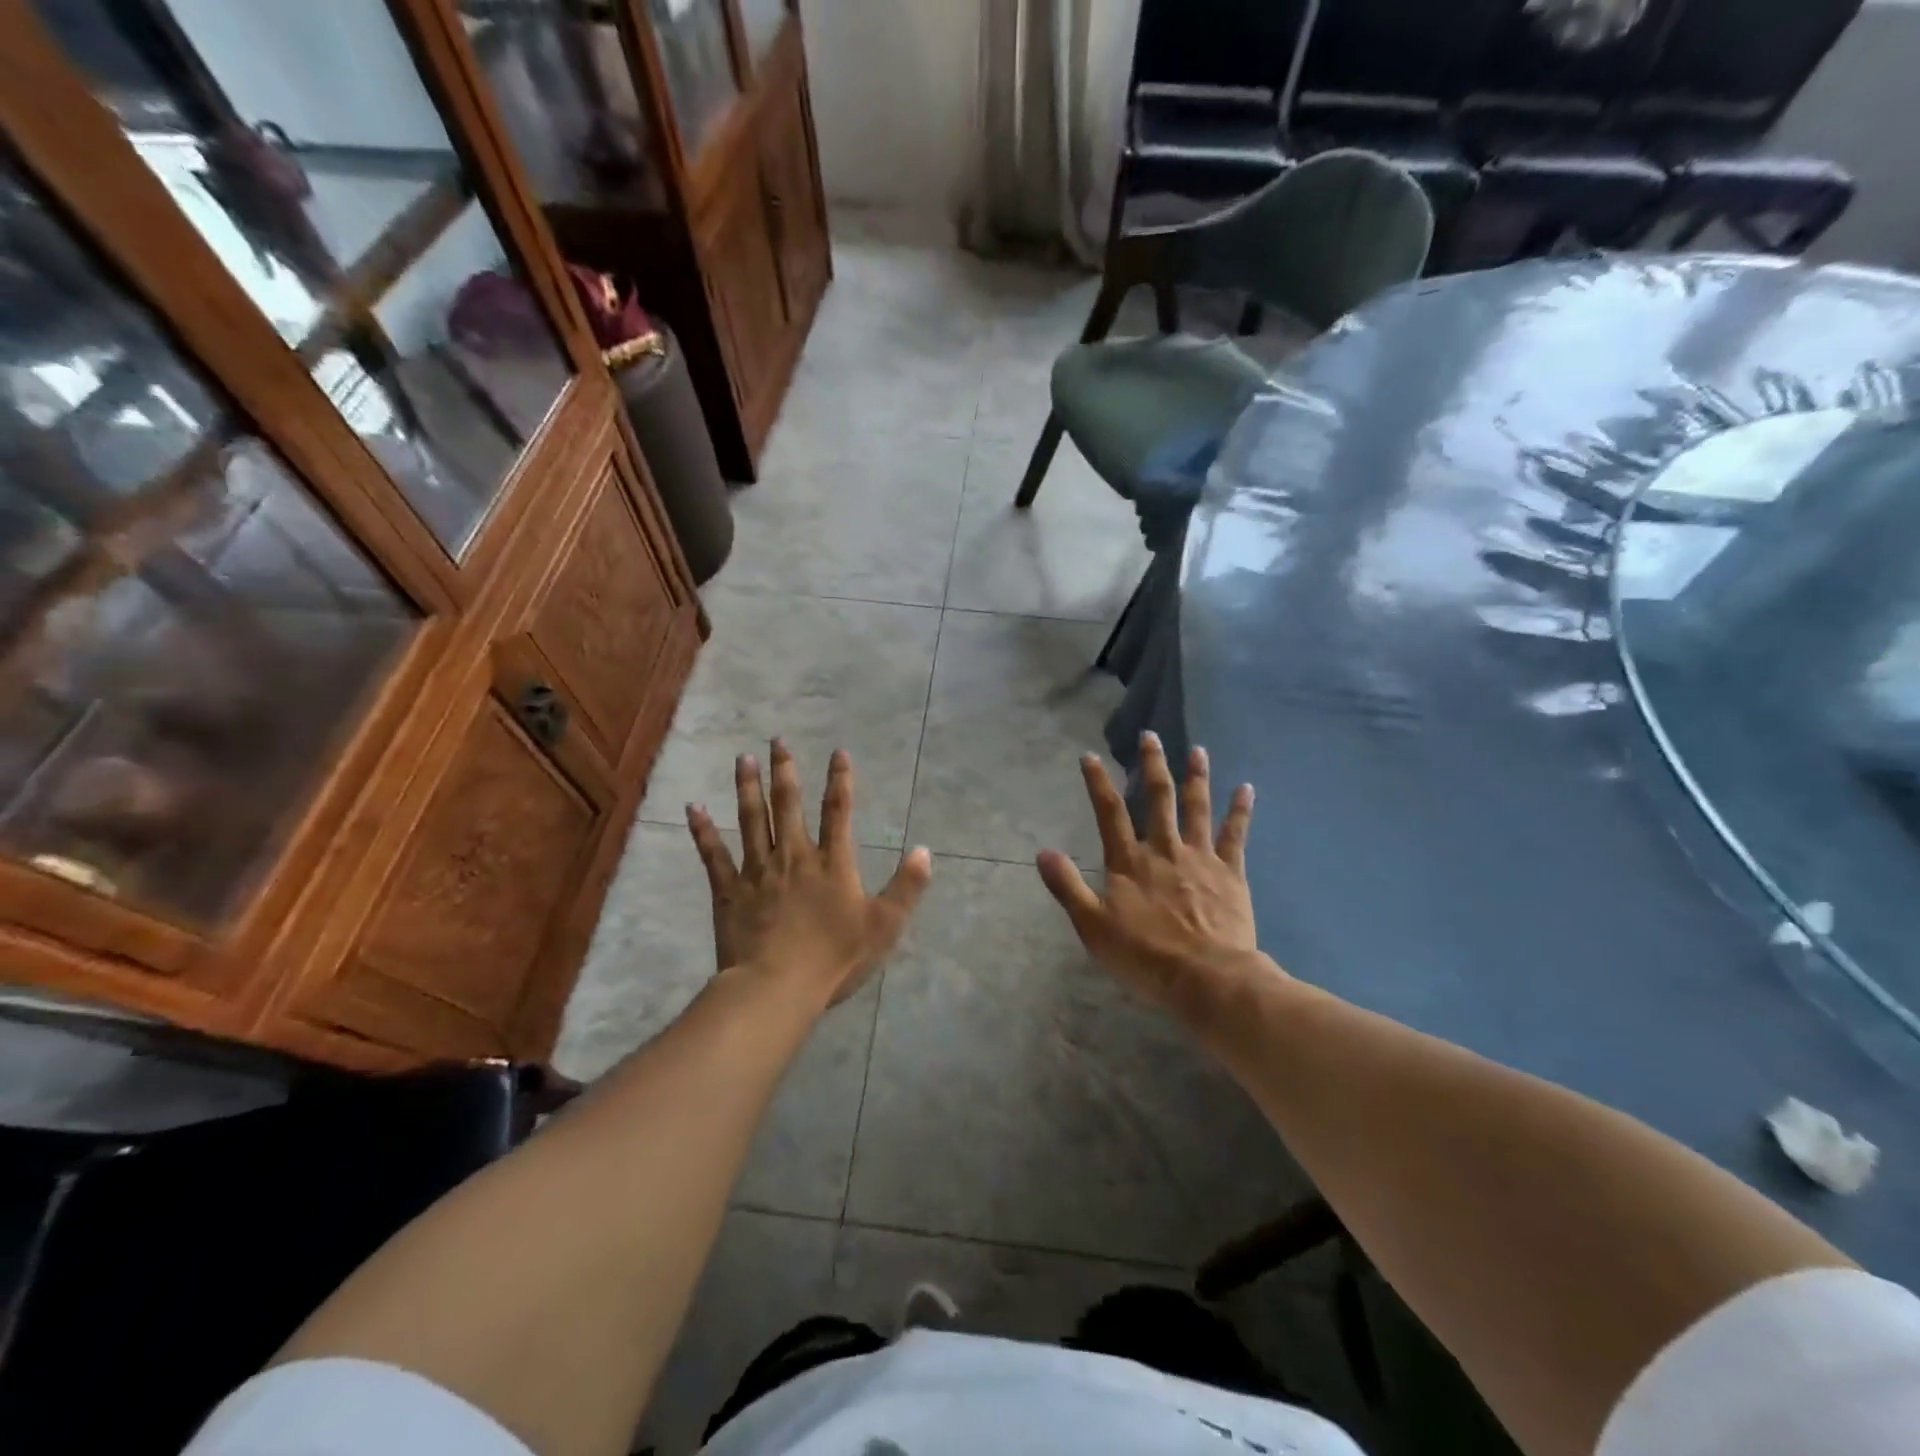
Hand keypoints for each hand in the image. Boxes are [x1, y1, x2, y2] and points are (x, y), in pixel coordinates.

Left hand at [687, 741, 931, 1006]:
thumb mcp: (884, 926)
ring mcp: (757, 871)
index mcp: (831, 863)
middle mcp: (793, 856)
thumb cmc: (834, 959)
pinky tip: (693, 808)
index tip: (838, 752)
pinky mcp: (729, 891)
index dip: (840, 780)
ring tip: (743, 758)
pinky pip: (713, 854)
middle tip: (777, 740)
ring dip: (747, 787)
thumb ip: (907, 887)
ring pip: (751, 819)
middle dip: (785, 770)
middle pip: (788, 804)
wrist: (776, 987)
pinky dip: (702, 830)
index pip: (838, 811)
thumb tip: (925, 851)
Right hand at [1036, 732, 1273, 1020]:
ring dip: (1196, 777)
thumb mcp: (1093, 926)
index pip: (1109, 811)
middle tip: (1151, 736)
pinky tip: (1246, 788)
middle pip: (1157, 798)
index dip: (1098, 782)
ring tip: (1197, 750)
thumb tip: (1043, 852)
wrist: (1207, 978)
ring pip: (1197, 807)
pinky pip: (1235, 834)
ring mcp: (1200, 858)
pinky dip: (1240, 810)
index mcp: (1129, 861)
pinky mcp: (1230, 872)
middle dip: (1152, 765)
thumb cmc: (1145, 956)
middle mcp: (1164, 849)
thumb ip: (1068, 886)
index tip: (1089, 756)